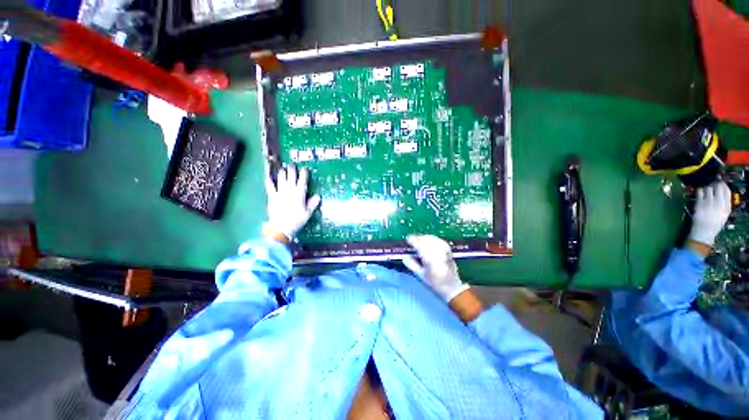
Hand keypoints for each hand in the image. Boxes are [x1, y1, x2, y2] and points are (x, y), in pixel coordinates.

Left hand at [264, 165, 320, 239]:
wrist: (280, 227)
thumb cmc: (296, 221)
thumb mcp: (307, 213)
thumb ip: (312, 204)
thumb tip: (317, 196)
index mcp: (299, 195)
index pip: (302, 181)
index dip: (304, 174)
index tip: (305, 169)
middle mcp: (289, 191)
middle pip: (291, 177)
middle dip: (292, 170)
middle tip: (293, 165)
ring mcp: (280, 193)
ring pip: (281, 179)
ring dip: (282, 173)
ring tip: (283, 169)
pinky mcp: (272, 197)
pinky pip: (270, 187)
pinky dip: (269, 181)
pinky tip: (268, 177)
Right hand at [402, 235, 469, 301]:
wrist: (452, 286)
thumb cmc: (435, 282)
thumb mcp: (421, 275)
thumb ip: (412, 265)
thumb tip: (405, 257)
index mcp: (429, 260)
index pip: (420, 246)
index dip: (413, 241)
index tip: (408, 239)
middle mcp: (437, 254)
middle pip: (426, 241)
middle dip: (418, 238)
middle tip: (412, 239)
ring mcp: (444, 251)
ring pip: (433, 239)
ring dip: (424, 237)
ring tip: (419, 239)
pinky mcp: (448, 250)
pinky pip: (439, 240)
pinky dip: (432, 239)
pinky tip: (429, 240)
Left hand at [688, 181, 731, 245]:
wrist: (704, 232)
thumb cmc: (714, 223)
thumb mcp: (724, 214)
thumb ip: (725, 203)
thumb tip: (724, 190)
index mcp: (726, 206)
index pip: (727, 190)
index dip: (723, 185)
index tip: (720, 183)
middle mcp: (719, 203)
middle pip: (718, 187)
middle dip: (715, 184)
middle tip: (712, 185)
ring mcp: (708, 203)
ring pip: (708, 188)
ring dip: (707, 187)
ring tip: (706, 190)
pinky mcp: (699, 204)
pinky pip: (700, 192)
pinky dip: (700, 190)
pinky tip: (700, 192)